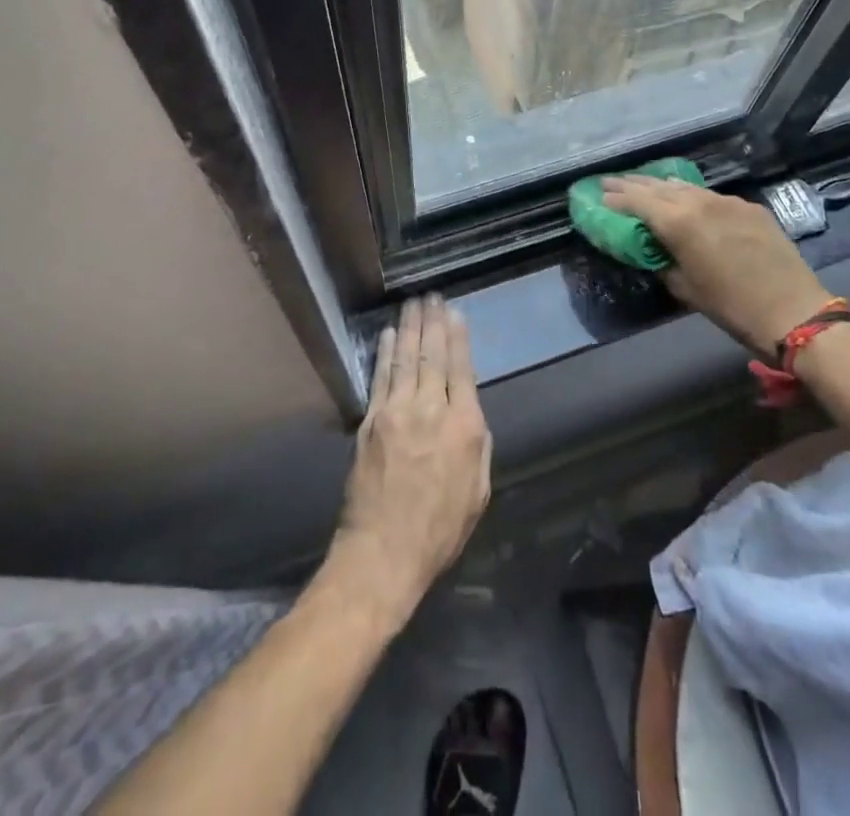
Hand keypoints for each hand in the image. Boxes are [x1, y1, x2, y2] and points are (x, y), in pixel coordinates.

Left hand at [328, 297, 491, 631]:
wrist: (383, 553)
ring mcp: (397, 412)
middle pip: (433, 356)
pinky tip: (389, 334)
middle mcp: (432, 410)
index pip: (462, 370)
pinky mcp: (371, 421)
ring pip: (406, 359)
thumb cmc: (439, 529)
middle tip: (432, 296)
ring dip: (411, 328)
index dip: (458, 338)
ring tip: (413, 303)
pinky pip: (380, 377)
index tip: (455, 313)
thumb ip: (478, 445)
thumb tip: (471, 413)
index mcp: (465, 427)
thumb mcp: (477, 492)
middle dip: (433, 322)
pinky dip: (385, 352)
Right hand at [600, 176, 836, 358]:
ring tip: (644, 185)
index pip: (637, 201)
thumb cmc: (731, 307)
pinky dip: (691, 195)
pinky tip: (687, 199)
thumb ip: (663, 262)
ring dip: (661, 185)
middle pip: (658, 186)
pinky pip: (711, 195)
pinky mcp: (749, 207)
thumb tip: (654, 250)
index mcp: (679, 222)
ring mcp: (727, 201)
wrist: (793, 311)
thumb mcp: (685, 289)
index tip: (598, 195)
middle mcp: (700, 202)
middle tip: (610, 182)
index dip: (616, 198)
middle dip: (632, 184)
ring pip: (686, 186)